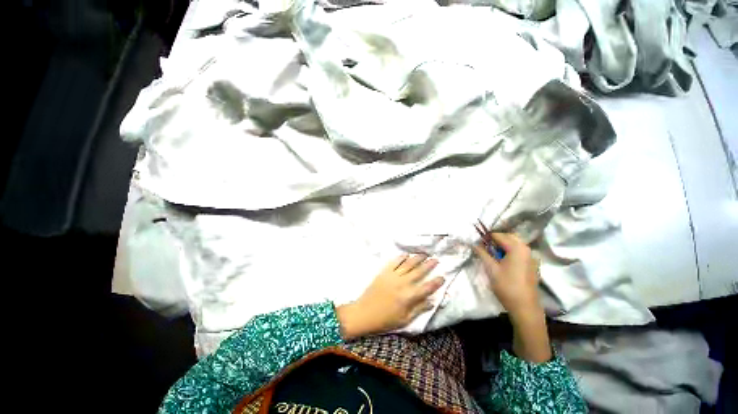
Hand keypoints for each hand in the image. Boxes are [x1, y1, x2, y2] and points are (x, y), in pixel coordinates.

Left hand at [336, 254, 443, 339]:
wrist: (364, 313)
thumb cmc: (385, 319)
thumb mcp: (405, 320)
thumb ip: (419, 309)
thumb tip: (432, 301)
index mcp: (409, 297)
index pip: (427, 287)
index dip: (436, 282)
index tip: (443, 276)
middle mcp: (403, 283)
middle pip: (419, 272)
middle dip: (429, 265)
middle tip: (436, 259)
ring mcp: (393, 276)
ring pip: (408, 264)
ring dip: (417, 258)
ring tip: (424, 254)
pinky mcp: (384, 272)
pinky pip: (395, 262)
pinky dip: (401, 257)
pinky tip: (407, 254)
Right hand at [473, 232, 540, 317]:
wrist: (525, 307)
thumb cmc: (507, 286)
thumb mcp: (491, 268)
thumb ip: (482, 253)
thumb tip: (474, 244)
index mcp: (517, 248)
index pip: (499, 235)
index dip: (487, 237)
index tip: (477, 242)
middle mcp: (526, 249)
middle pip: (509, 237)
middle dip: (496, 239)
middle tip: (485, 247)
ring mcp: (531, 257)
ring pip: (515, 244)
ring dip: (503, 245)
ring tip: (492, 254)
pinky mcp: (532, 265)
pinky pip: (520, 252)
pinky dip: (510, 252)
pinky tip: (503, 261)